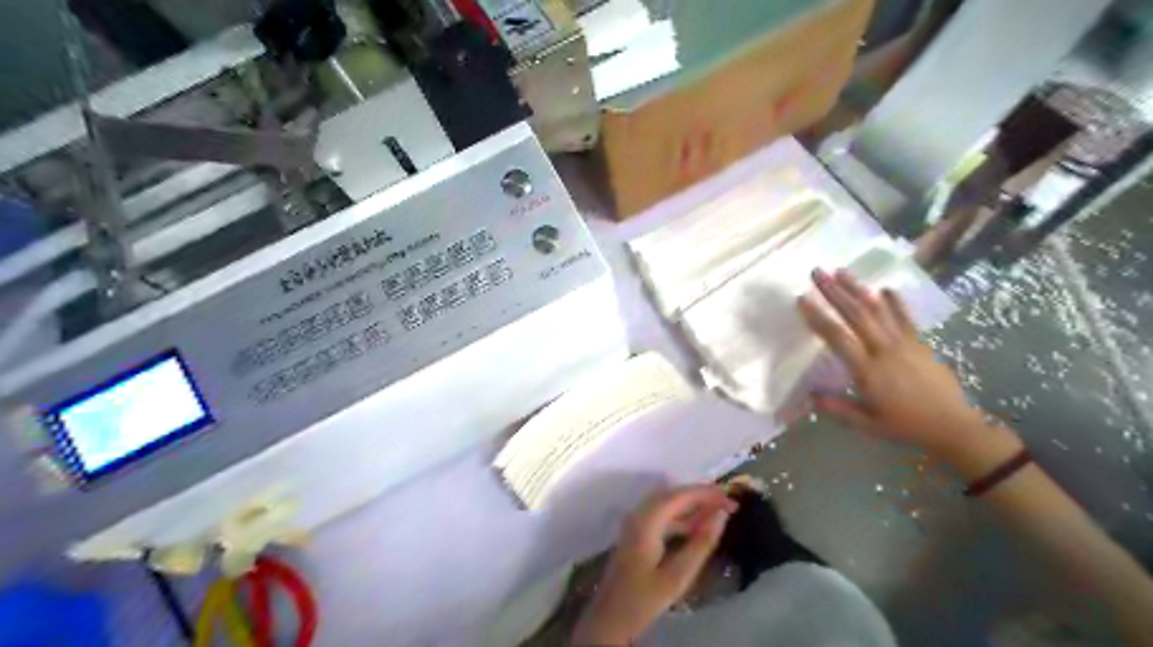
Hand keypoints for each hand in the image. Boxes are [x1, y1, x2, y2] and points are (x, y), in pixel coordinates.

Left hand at [572, 488, 733, 644]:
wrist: (610, 617)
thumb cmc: (644, 599)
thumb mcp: (678, 576)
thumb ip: (701, 544)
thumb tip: (721, 515)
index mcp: (646, 521)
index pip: (679, 496)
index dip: (705, 493)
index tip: (730, 497)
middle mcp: (638, 514)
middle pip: (672, 495)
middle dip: (700, 496)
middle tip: (728, 502)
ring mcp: (635, 522)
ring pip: (667, 504)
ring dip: (692, 505)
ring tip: (718, 512)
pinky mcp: (637, 532)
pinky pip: (662, 514)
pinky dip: (681, 516)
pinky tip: (698, 526)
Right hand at [798, 268, 1005, 465]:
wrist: (953, 427)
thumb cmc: (905, 427)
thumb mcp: (866, 425)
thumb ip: (837, 410)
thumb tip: (810, 396)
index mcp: (868, 370)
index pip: (837, 337)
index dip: (818, 317)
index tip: (801, 299)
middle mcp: (884, 350)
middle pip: (856, 314)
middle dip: (834, 292)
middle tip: (817, 272)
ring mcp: (904, 344)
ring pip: (878, 310)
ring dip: (858, 289)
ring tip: (842, 271)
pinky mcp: (920, 343)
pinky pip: (905, 318)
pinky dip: (894, 302)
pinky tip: (884, 288)